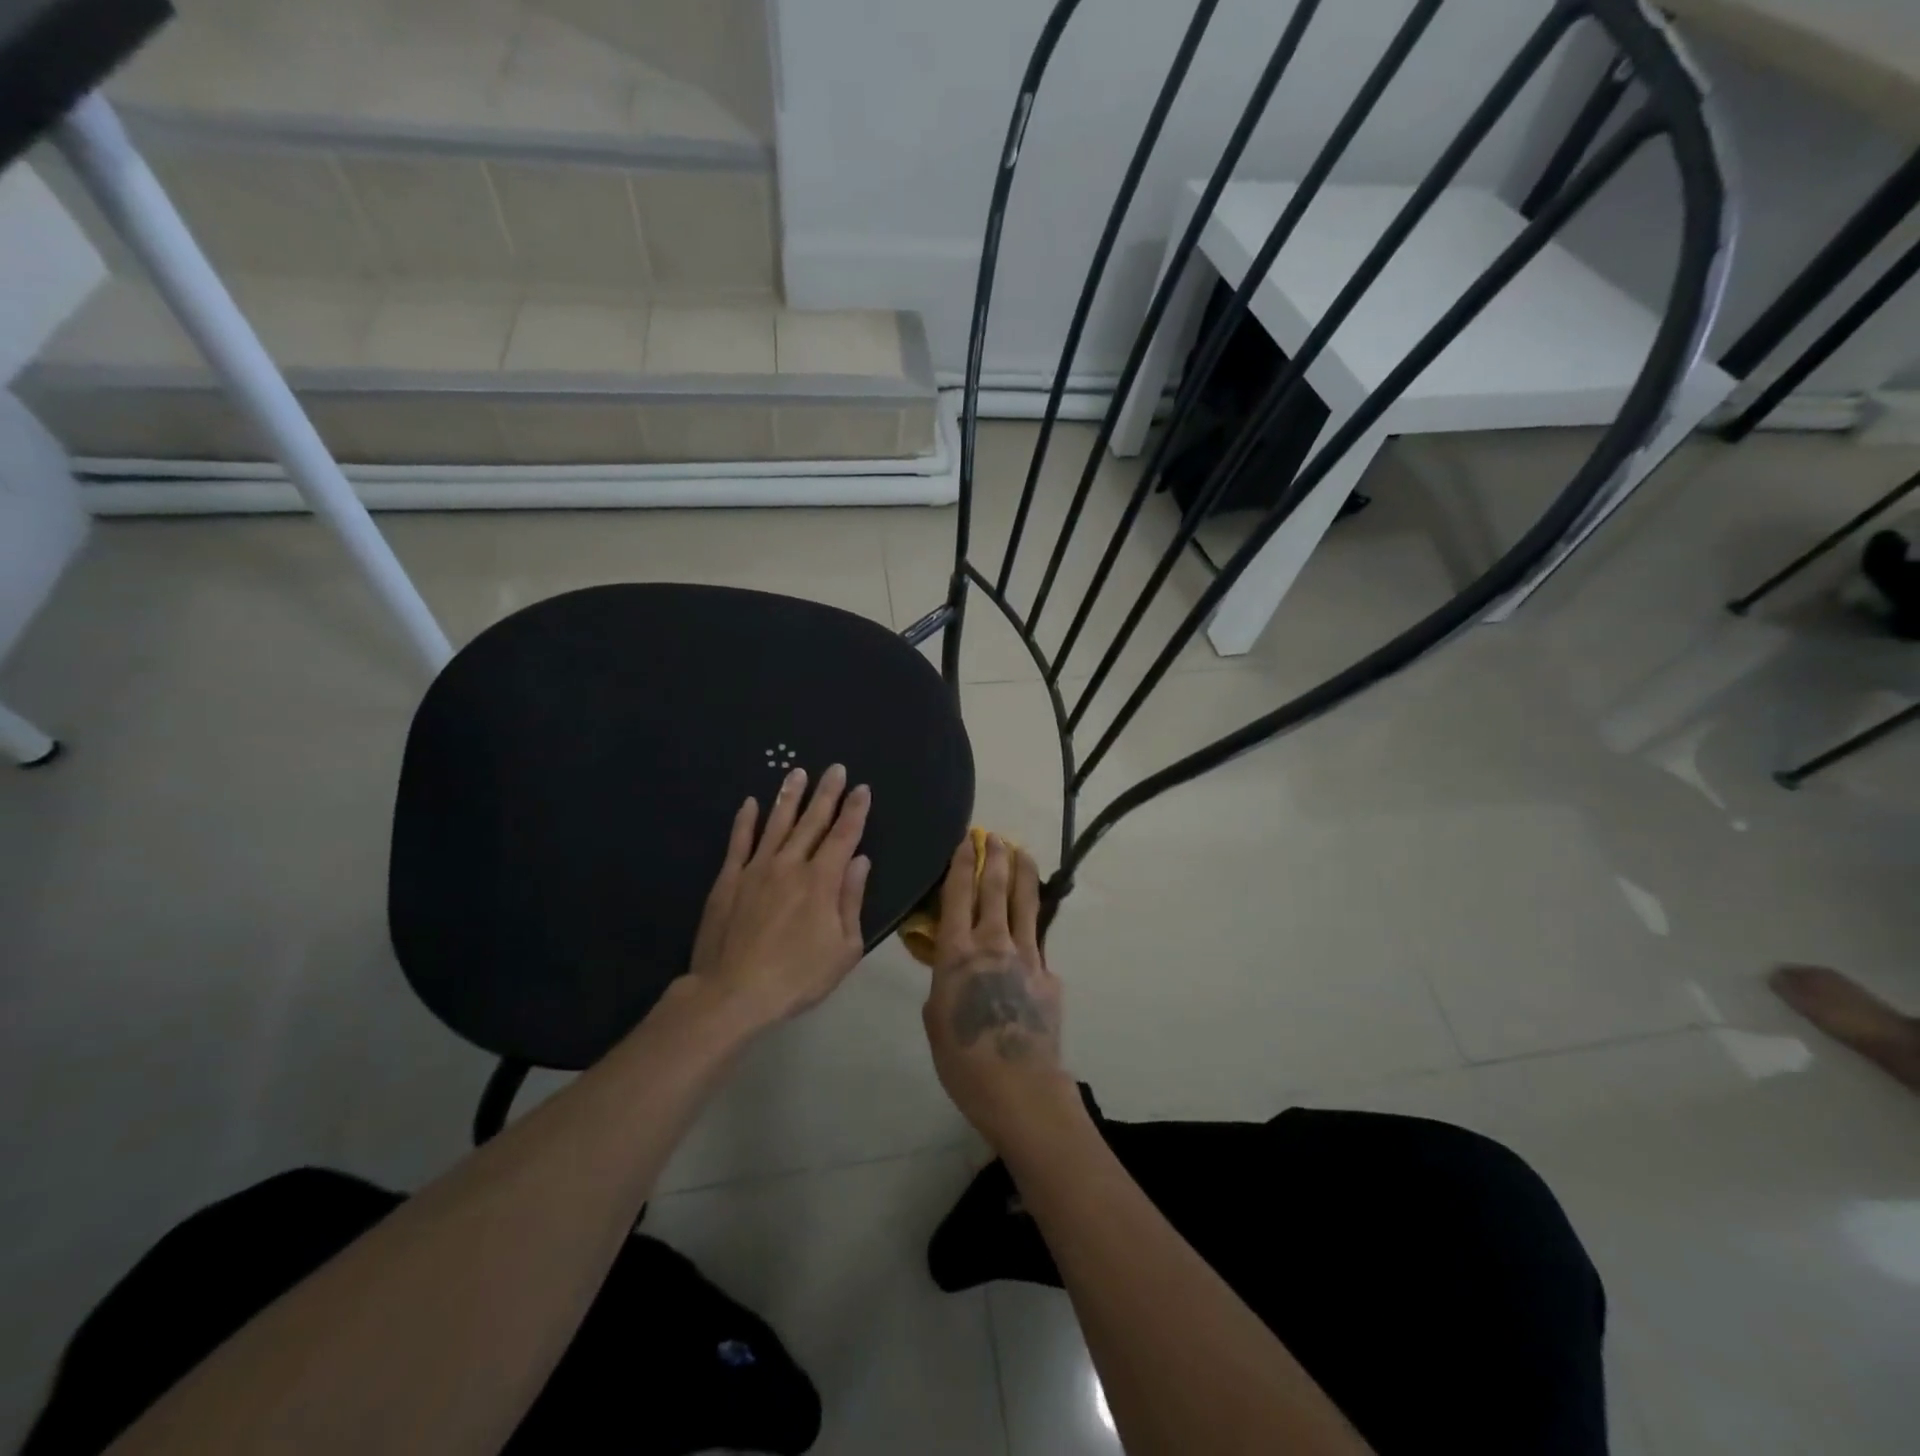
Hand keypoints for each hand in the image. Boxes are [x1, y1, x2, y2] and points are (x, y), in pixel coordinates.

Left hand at [686, 764, 871, 1028]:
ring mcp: (756, 869)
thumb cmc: (797, 977)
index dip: (855, 810)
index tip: (863, 788)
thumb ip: (851, 900)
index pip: (844, 836)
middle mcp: (790, 865)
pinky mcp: (729, 879)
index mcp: (822, 881)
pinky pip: (739, 842)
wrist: (732, 993)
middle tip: (836, 768)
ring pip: (776, 823)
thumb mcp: (843, 948)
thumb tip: (860, 860)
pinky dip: (745, 821)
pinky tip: (749, 803)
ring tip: (797, 772)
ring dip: (789, 796)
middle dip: (827, 793)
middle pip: (812, 821)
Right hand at [922, 834, 1074, 1150]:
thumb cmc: (963, 1059)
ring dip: (1023, 873)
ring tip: (1022, 851)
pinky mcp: (1049, 974)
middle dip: (995, 857)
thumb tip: (953, 967)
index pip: (959, 894)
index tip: (967, 840)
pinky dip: (1034, 925)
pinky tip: (1033, 924)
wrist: (1019, 1087)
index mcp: (957, 952)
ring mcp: (1027, 956)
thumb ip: (943, 981)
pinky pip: (1039, 942)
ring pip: (1026, 903)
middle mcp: (993, 943)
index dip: (963, 863)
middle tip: (995, 836)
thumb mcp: (934, 1016)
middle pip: (996, 888)